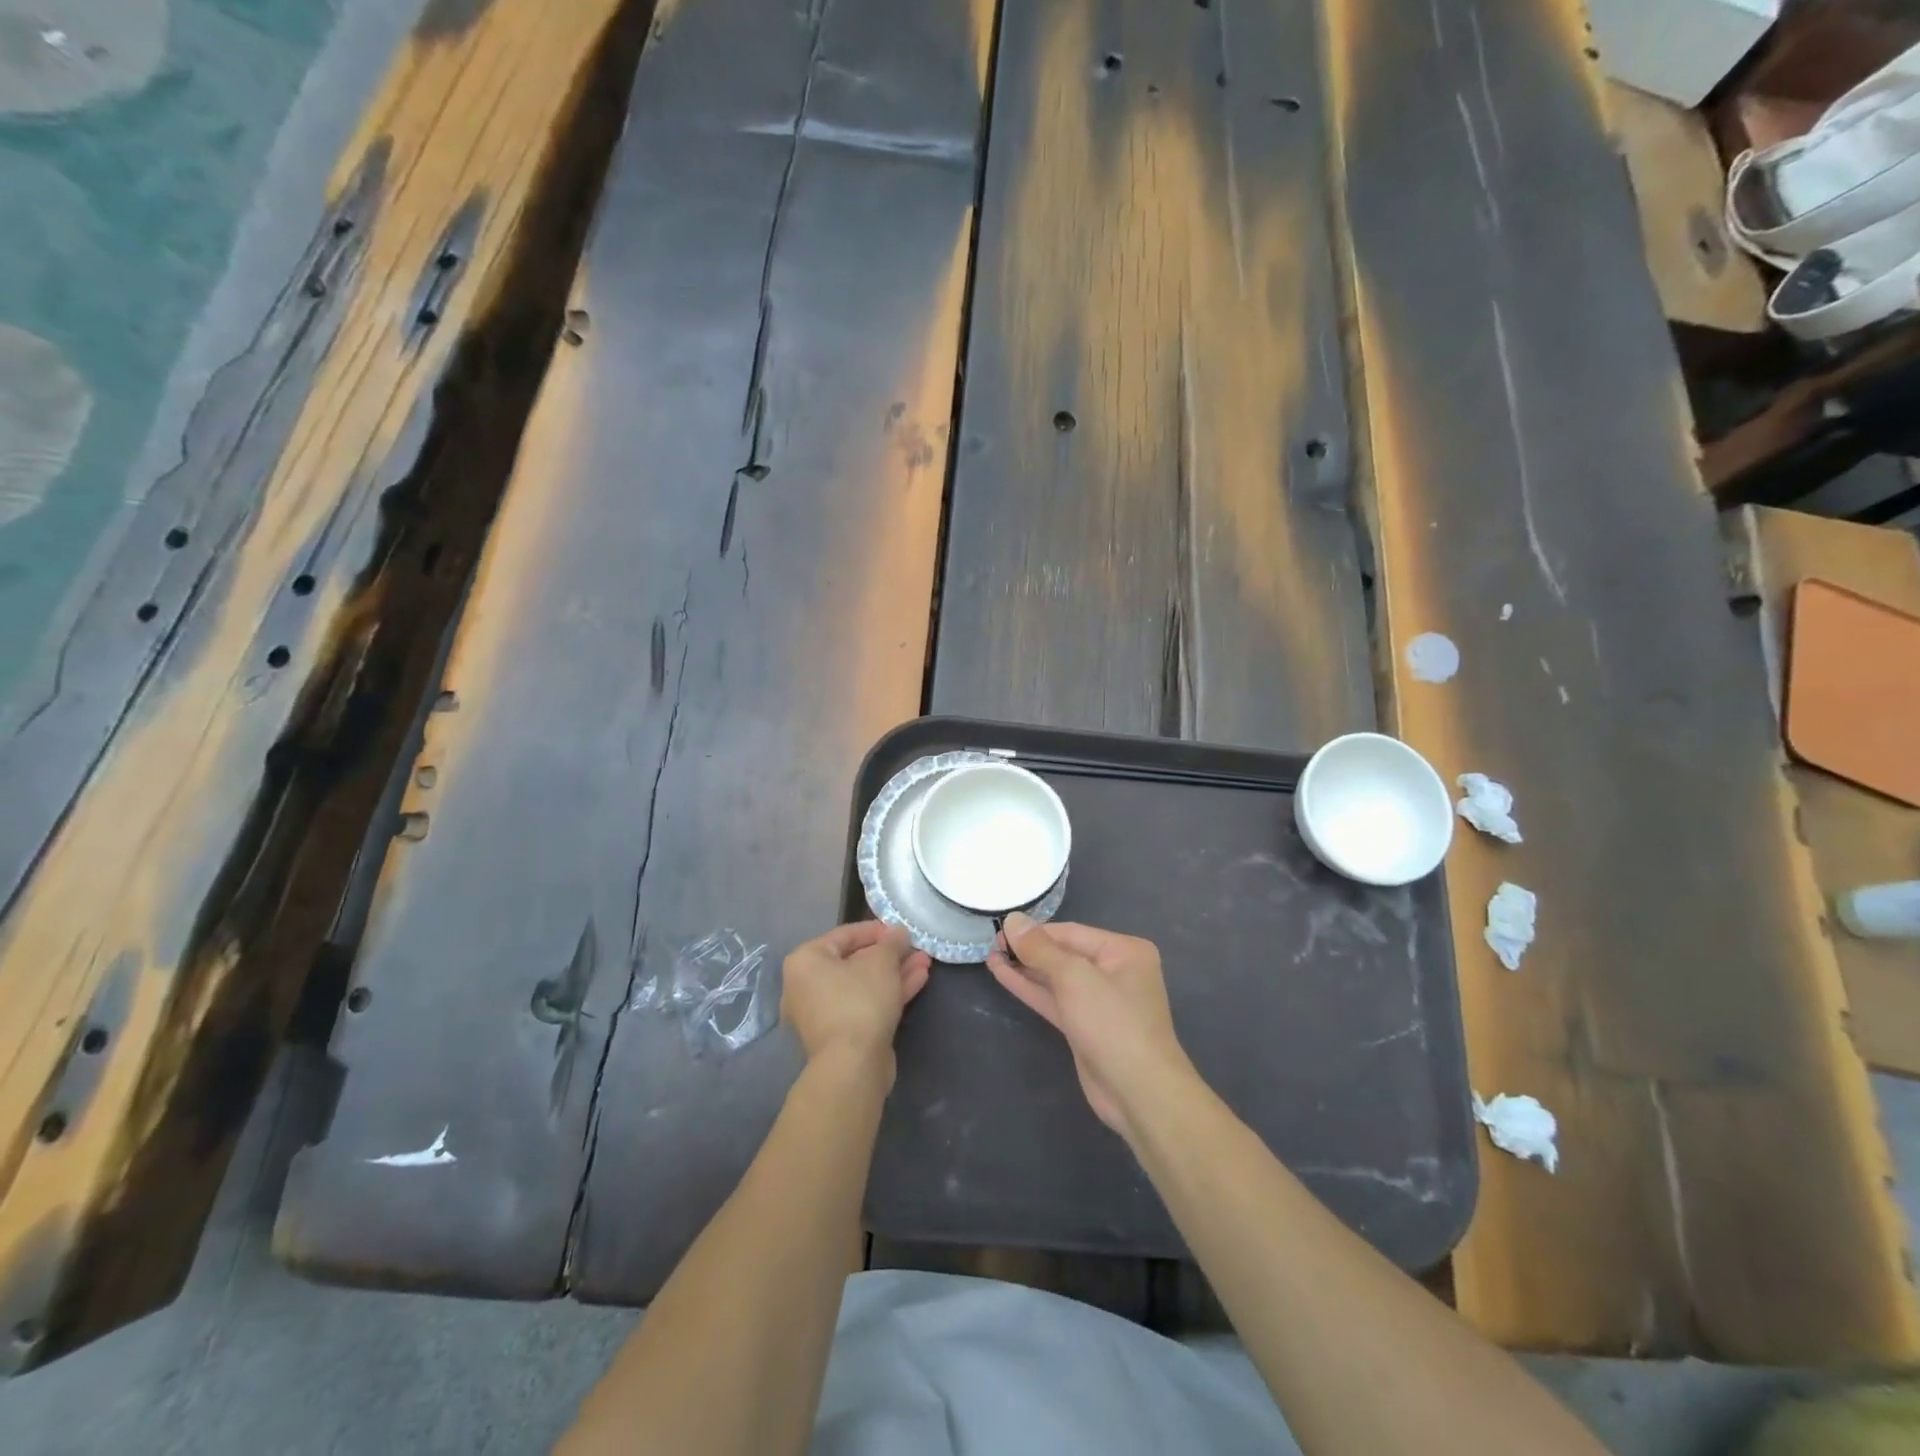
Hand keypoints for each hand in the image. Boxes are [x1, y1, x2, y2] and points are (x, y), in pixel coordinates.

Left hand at [782, 922, 929, 1074]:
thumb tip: (898, 932)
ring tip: (925, 962)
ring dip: (895, 973)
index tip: (901, 930)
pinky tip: (919, 980)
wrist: (853, 1066)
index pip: (844, 935)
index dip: (876, 930)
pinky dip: (889, 992)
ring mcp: (823, 1013)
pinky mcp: (841, 1034)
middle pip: (855, 961)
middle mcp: (807, 986)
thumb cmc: (860, 1001)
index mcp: (805, 961)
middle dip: (889, 955)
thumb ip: (891, 942)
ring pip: (864, 984)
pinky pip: (866, 1004)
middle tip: (915, 948)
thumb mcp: (881, 962)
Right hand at [987, 916, 1193, 1142]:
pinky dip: (1031, 989)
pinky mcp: (1085, 1027)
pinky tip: (1003, 975)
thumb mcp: (1074, 977)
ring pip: (1056, 979)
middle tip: (992, 943)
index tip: (999, 928)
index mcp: (1124, 951)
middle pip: (1064, 954)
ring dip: (1025, 969)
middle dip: (1028, 950)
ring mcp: (1100, 1002)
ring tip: (991, 956)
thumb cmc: (1112, 1022)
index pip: (1071, 932)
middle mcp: (1115, 971)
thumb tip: (1012, 919)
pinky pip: (1055, 1000)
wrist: (1138, 1092)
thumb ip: (1040, 949)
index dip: (1034, 931)